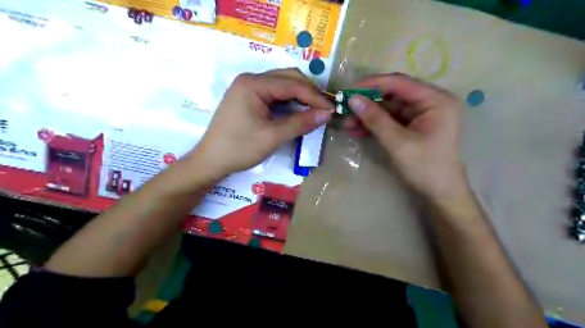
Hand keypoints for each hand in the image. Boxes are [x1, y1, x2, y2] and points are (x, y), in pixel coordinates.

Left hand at [188, 67, 332, 177]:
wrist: (211, 161)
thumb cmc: (239, 148)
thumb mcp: (272, 136)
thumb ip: (301, 123)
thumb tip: (327, 114)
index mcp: (253, 84)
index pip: (292, 84)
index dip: (315, 97)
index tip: (332, 110)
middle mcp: (250, 79)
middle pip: (288, 78)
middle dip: (309, 92)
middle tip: (325, 109)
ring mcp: (248, 88)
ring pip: (282, 85)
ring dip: (300, 96)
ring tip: (315, 110)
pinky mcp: (248, 98)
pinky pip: (274, 94)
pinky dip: (289, 101)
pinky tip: (298, 111)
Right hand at [346, 74, 466, 198]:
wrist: (439, 194)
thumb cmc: (425, 168)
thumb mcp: (398, 142)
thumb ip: (375, 119)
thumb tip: (352, 99)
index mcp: (436, 100)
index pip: (400, 83)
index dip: (373, 84)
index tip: (349, 90)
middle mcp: (430, 103)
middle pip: (393, 95)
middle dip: (368, 103)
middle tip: (344, 108)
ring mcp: (421, 116)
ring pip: (388, 109)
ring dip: (367, 115)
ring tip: (346, 123)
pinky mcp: (412, 127)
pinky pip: (390, 121)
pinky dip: (374, 125)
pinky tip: (356, 129)